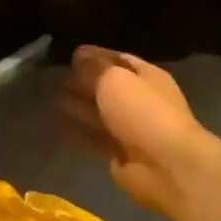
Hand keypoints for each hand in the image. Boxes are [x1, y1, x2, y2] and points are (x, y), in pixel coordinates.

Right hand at [61, 46, 220, 220]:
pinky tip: (58, 122)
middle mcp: (141, 100)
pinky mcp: (121, 155)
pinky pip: (94, 137)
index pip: (119, 59)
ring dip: (79, 105)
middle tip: (55, 76)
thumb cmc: (143, 112)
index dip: (95, 55)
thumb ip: (94, 67)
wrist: (168, 167)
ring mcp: (132, 129)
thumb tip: (78, 54)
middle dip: (84, 81)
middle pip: (108, 87)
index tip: (70, 53)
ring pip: (100, 112)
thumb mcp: (114, 79)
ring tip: (53, 96)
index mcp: (148, 77)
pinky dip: (78, 129)